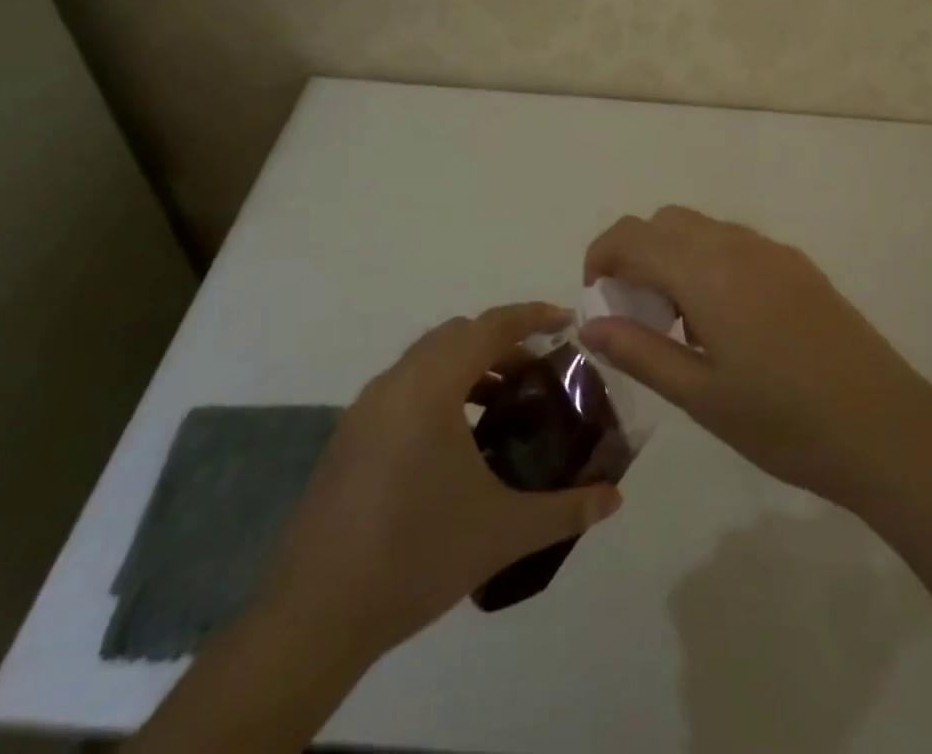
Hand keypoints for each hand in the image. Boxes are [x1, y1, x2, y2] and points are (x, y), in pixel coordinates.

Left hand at [258, 303, 621, 662]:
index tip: (567, 321)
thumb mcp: (503, 532)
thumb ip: (566, 510)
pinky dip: (438, 389)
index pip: (490, 326)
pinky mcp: (348, 436)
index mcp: (431, 387)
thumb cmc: (417, 556)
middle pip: (458, 335)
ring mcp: (365, 408)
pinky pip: (403, 387)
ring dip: (468, 365)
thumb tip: (614, 499)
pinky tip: (455, 441)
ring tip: (502, 405)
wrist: (316, 616)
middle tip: (539, 371)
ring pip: (426, 359)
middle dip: (502, 342)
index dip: (532, 316)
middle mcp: (395, 382)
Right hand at [579, 207, 931, 512]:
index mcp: (706, 272)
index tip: (597, 298)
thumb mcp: (701, 396)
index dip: (601, 256)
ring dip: (674, 256)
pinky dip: (709, 262)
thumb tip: (591, 324)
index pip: (633, 235)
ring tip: (681, 323)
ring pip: (701, 228)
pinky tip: (727, 321)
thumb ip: (640, 352)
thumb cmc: (784, 422)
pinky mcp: (798, 265)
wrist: (886, 427)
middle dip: (636, 254)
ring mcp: (772, 251)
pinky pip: (735, 243)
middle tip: (637, 312)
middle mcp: (736, 245)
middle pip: (665, 222)